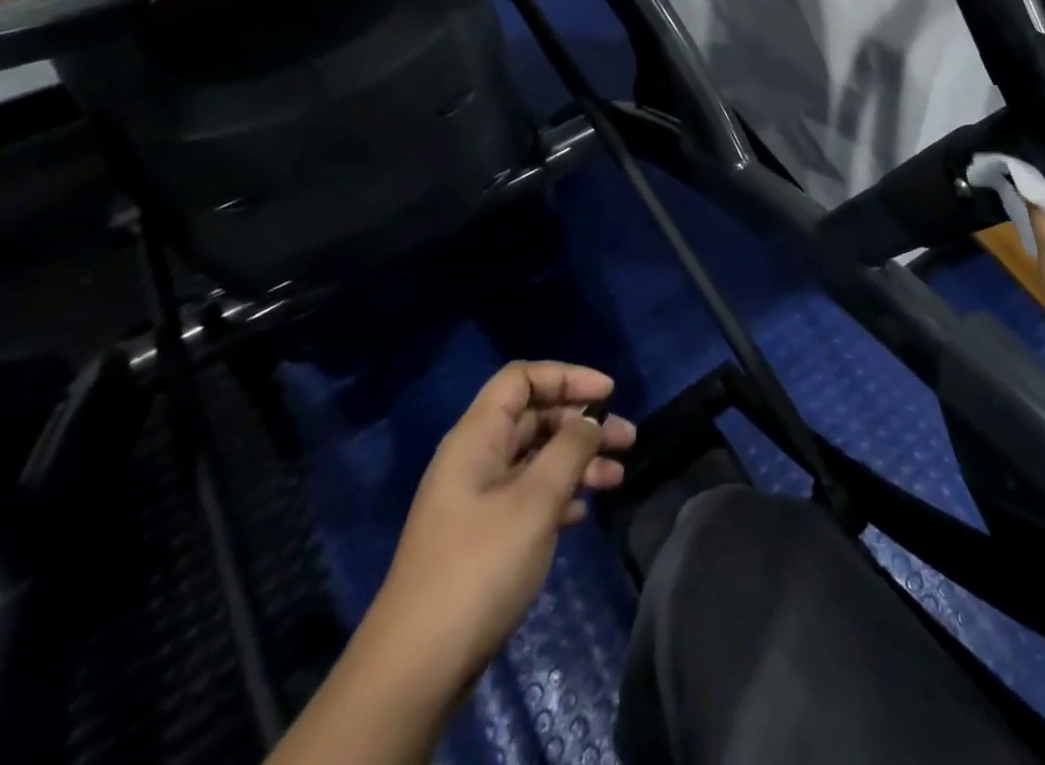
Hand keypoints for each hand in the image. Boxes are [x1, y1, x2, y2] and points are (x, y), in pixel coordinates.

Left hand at [355, 361, 636, 708]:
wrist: (417, 667)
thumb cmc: (480, 566)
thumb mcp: (535, 501)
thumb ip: (570, 450)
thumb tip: (590, 421)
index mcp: (477, 438)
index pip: (522, 379)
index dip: (567, 376)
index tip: (608, 394)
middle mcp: (475, 458)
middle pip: (534, 417)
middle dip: (583, 422)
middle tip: (627, 439)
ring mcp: (477, 499)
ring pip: (536, 457)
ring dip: (578, 460)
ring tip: (617, 477)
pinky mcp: (483, 536)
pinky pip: (529, 494)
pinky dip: (560, 493)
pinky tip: (583, 511)